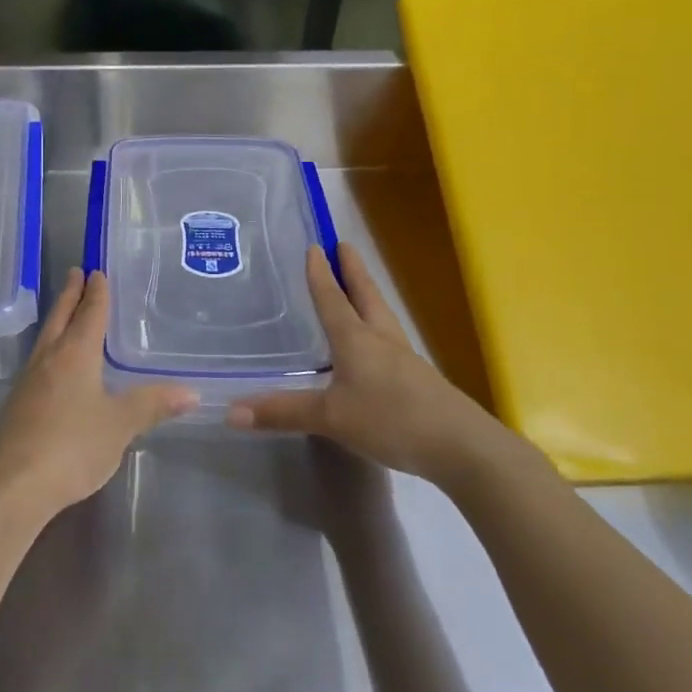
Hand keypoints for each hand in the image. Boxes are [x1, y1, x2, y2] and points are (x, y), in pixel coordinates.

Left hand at [0, 268, 195, 517]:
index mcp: (75, 354)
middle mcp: (48, 359)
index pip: (89, 314)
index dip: (96, 293)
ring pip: (46, 339)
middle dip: (70, 295)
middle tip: (76, 273)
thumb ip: (152, 405)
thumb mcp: (120, 425)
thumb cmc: (72, 445)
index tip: (96, 272)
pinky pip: (38, 362)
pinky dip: (50, 349)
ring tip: (66, 312)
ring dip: (58, 320)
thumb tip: (191, 392)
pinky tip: (54, 364)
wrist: (14, 484)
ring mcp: (28, 382)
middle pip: (60, 318)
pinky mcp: (17, 405)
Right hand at [227, 243, 528, 492]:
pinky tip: (372, 345)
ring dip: (367, 296)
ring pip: (381, 316)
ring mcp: (403, 359)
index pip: (333, 299)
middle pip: (365, 296)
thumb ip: (283, 412)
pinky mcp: (418, 379)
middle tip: (343, 245)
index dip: (321, 274)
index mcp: (356, 339)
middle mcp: (381, 340)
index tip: (315, 246)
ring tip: (357, 287)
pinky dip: (375, 328)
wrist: (460, 446)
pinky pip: (389, 342)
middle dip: (353, 271)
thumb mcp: (331, 418)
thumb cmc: (391, 419)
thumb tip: (230, 411)